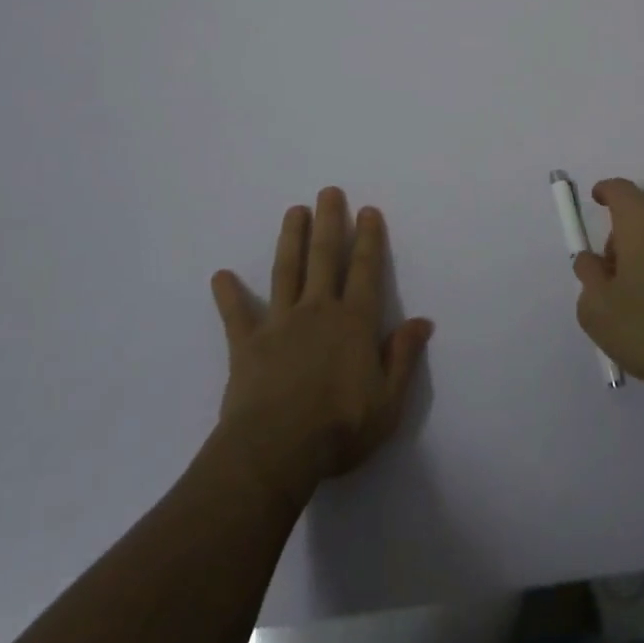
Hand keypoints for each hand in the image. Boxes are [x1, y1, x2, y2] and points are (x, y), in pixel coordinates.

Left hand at [210, 187, 433, 505]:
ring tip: (294, 210)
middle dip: (329, 221)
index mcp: (354, 322)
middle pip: (324, 257)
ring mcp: (280, 323)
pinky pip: (236, 315)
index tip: (367, 210)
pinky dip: (228, 295)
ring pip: (286, 271)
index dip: (368, 238)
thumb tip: (423, 320)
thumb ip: (403, 356)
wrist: (275, 452)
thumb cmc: (340, 428)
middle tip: (328, 191)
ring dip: (290, 239)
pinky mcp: (247, 344)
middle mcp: (318, 310)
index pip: (364, 270)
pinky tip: (220, 276)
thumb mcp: (388, 401)